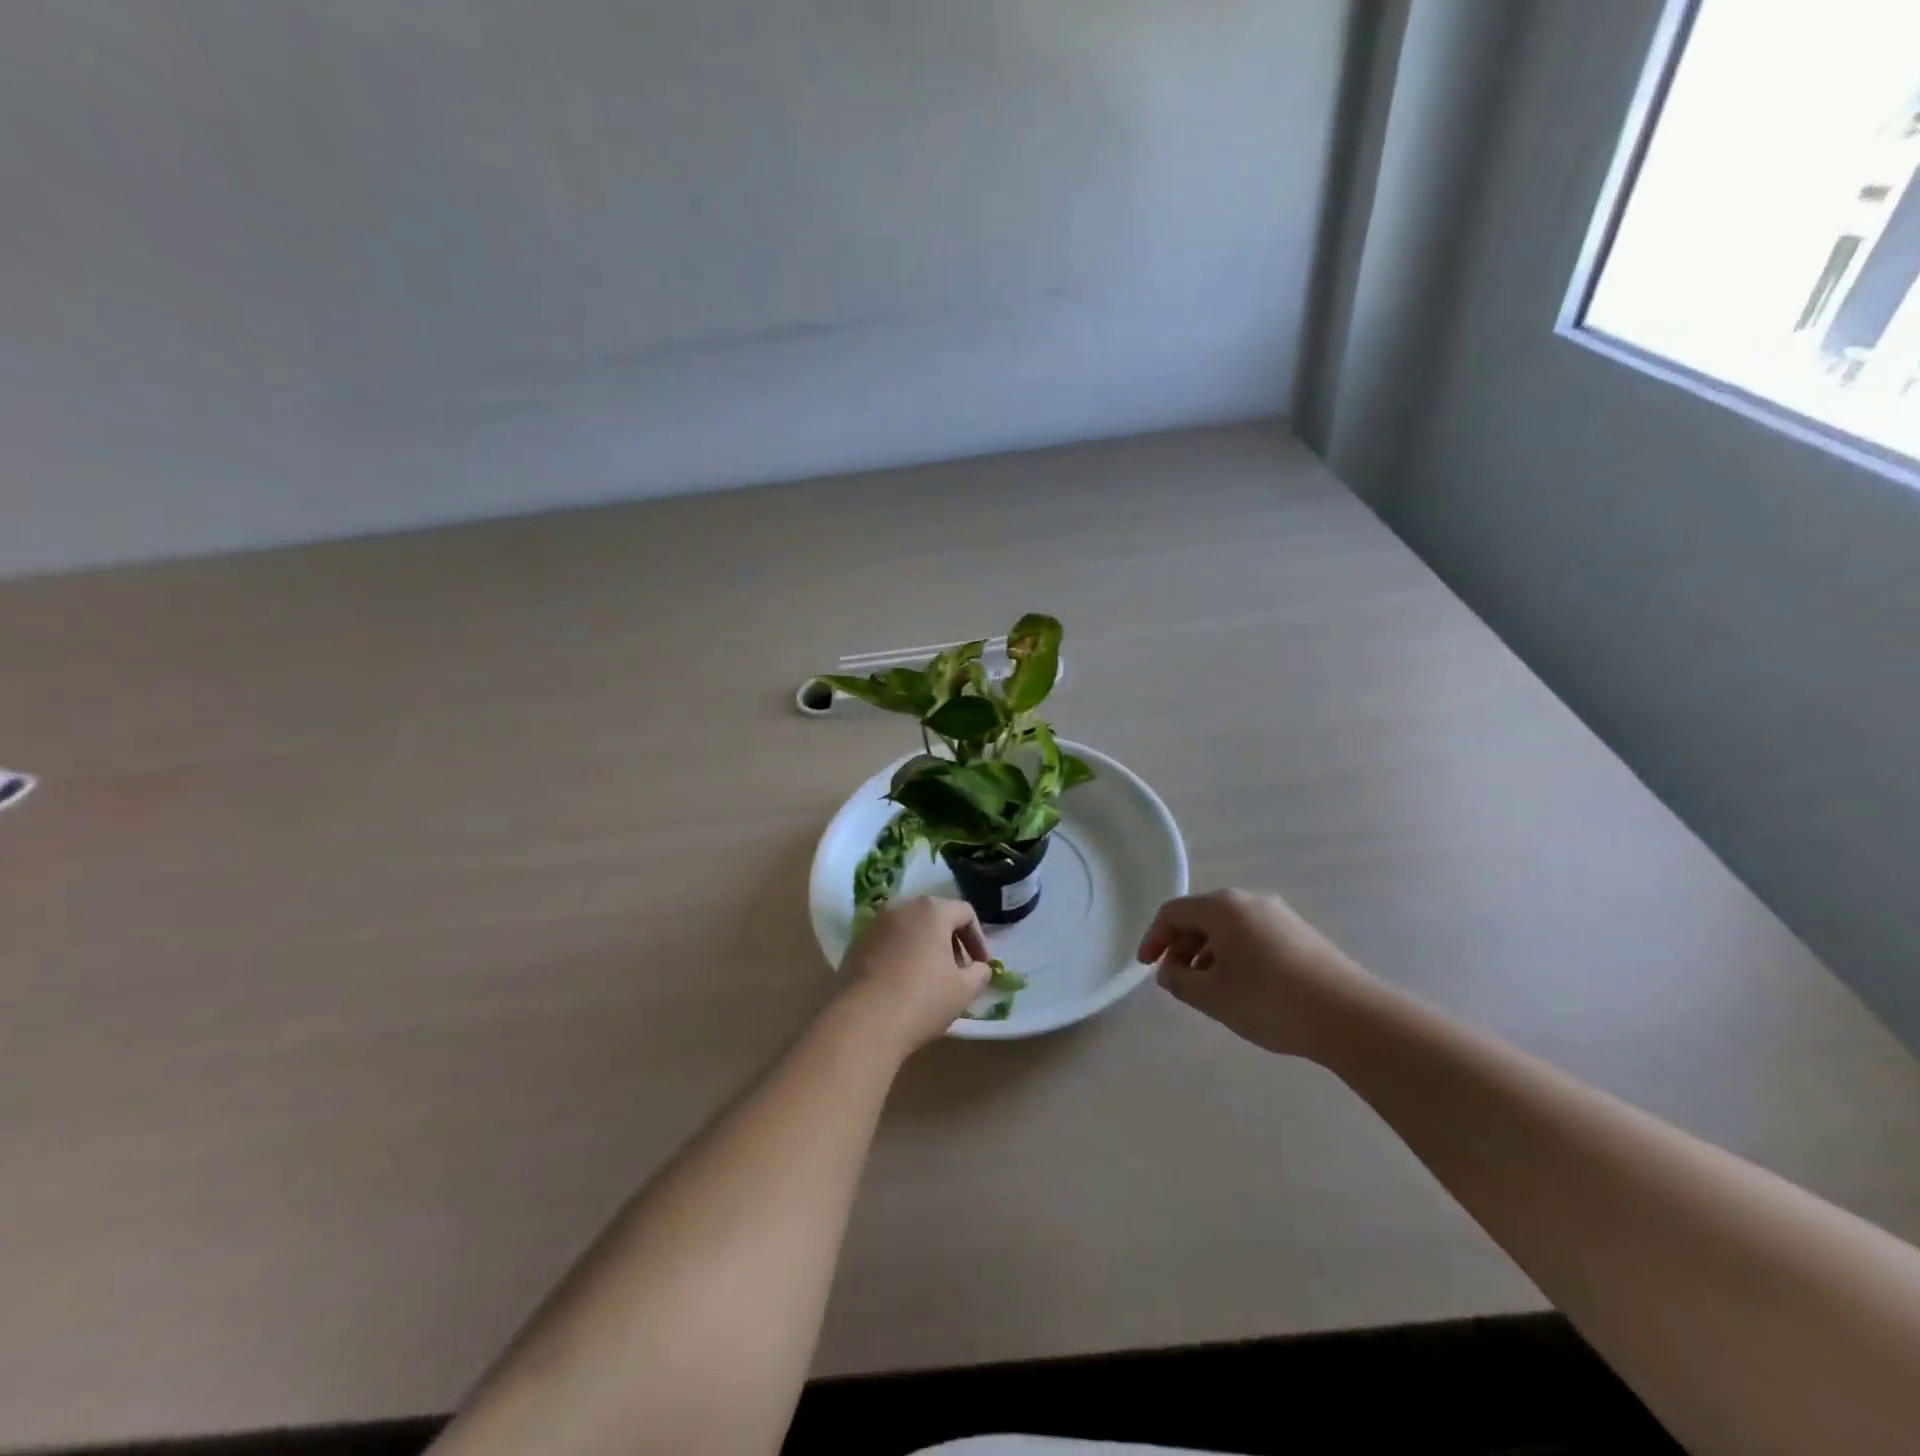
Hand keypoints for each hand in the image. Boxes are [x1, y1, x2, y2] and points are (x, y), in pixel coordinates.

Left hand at [837, 897, 992, 1056]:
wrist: (863, 1022)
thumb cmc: (922, 1000)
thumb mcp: (964, 991)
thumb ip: (979, 974)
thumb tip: (979, 968)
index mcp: (932, 911)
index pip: (965, 913)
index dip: (978, 939)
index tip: (981, 965)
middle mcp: (902, 908)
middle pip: (935, 916)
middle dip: (951, 941)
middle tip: (958, 971)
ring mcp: (875, 925)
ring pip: (910, 929)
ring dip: (925, 948)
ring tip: (930, 979)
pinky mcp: (855, 945)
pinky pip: (888, 943)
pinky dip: (901, 956)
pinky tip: (903, 985)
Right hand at [1138, 888, 1375, 1059]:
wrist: (1349, 1017)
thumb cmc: (1269, 1000)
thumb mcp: (1211, 996)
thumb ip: (1178, 980)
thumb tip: (1169, 970)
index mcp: (1222, 907)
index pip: (1173, 912)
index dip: (1153, 938)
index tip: (1146, 967)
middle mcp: (1249, 901)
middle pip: (1201, 916)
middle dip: (1181, 946)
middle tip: (1177, 979)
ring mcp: (1280, 916)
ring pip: (1228, 928)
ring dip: (1208, 954)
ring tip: (1210, 989)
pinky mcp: (1301, 935)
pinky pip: (1253, 937)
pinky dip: (1235, 956)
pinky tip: (1244, 988)